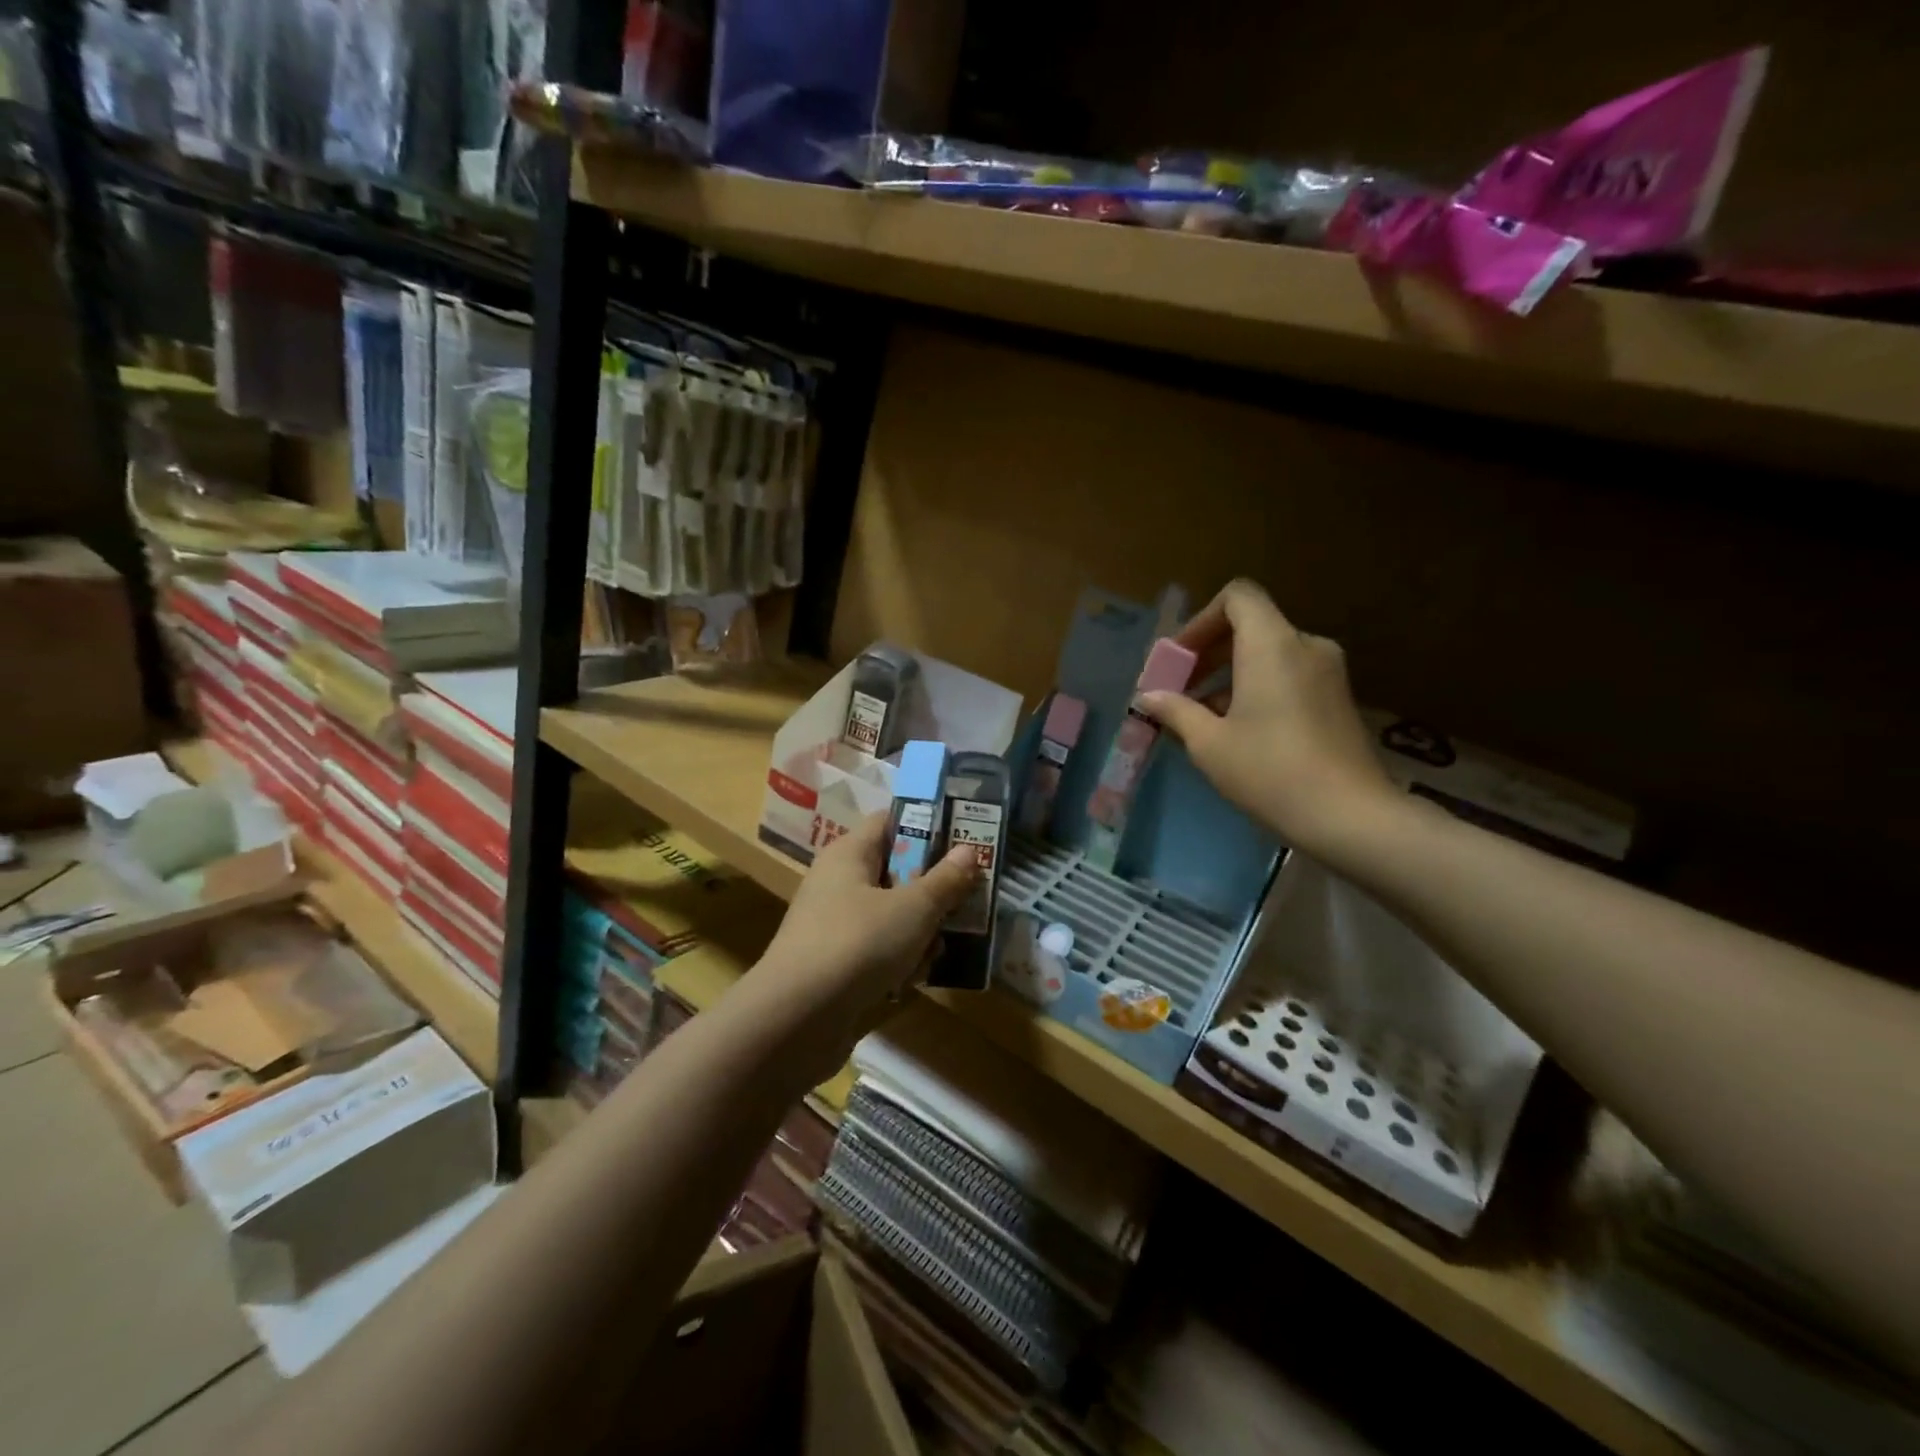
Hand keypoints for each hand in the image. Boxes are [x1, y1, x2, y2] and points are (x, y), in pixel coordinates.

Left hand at [748, 814, 976, 1072]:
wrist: (796, 1020)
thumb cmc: (858, 944)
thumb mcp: (913, 908)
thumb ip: (944, 880)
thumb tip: (968, 850)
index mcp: (849, 854)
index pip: (890, 821)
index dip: (927, 826)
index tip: (964, 841)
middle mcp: (839, 883)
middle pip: (896, 871)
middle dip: (933, 889)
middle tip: (968, 902)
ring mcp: (835, 926)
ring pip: (891, 915)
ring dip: (920, 932)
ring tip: (940, 950)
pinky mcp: (837, 965)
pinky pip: (878, 951)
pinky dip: (899, 961)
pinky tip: (914, 980)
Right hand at [1138, 580, 1399, 859]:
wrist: (1349, 816)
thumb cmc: (1270, 771)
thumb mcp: (1209, 743)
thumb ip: (1176, 710)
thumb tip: (1149, 697)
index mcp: (1273, 645)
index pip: (1238, 597)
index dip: (1201, 620)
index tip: (1179, 659)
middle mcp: (1306, 646)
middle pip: (1251, 626)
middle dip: (1209, 652)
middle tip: (1179, 689)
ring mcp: (1328, 673)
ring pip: (1269, 654)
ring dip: (1230, 675)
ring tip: (1201, 717)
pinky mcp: (1338, 699)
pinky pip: (1289, 675)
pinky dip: (1257, 688)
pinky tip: (1237, 730)